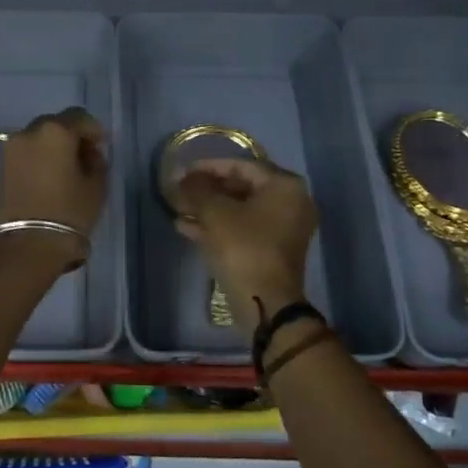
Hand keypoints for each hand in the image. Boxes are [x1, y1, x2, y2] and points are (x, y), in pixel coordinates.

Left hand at [0, 108, 109, 263]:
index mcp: (56, 131)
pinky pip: (26, 152)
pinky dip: (39, 157)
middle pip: (55, 124)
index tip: (101, 145)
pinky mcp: (2, 166)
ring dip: (53, 146)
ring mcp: (12, 148)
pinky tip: (49, 176)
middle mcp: (30, 132)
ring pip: (38, 137)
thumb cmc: (69, 212)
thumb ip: (96, 161)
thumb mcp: (96, 185)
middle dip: (71, 135)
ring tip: (66, 168)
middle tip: (84, 155)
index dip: (93, 129)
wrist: (28, 242)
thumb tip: (89, 153)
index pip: (79, 117)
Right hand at [176, 158, 315, 317]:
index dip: (208, 167)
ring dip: (208, 209)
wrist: (264, 302)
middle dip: (206, 190)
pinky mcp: (271, 250)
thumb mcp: (215, 212)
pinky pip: (242, 229)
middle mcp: (290, 203)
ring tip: (177, 209)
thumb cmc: (243, 248)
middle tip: (179, 191)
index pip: (241, 165)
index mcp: (284, 186)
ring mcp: (283, 229)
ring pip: (238, 210)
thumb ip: (197, 189)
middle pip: (240, 187)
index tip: (183, 171)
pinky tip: (185, 228)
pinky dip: (217, 227)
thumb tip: (182, 176)